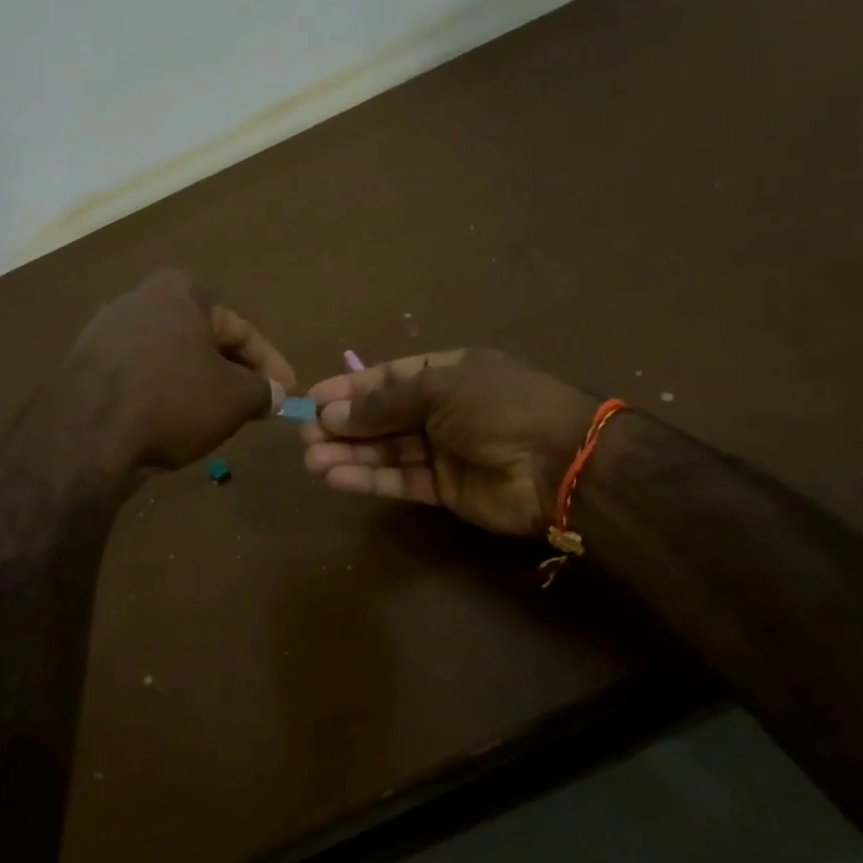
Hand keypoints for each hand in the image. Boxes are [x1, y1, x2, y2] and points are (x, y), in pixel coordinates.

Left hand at [30, 269, 294, 475]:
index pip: (240, 328)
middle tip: (255, 404)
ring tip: (218, 418)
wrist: (85, 436)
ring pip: (171, 359)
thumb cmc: (172, 401)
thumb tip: (274, 394)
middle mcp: (139, 299)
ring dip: (198, 385)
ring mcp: (105, 331)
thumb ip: (262, 390)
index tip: (288, 393)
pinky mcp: (84, 365)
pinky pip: (140, 376)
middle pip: (203, 340)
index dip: (271, 364)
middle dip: (233, 373)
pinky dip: (164, 395)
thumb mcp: (234, 398)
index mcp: (179, 291)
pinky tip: (173, 423)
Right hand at [301, 349, 598, 536]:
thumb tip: (332, 412)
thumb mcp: (438, 389)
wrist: (558, 463)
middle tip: (304, 435)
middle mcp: (443, 409)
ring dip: (348, 454)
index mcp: (448, 373)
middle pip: (383, 416)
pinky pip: (400, 480)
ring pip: (387, 452)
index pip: (389, 377)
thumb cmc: (498, 406)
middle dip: (343, 425)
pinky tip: (334, 477)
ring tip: (310, 460)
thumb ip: (383, 403)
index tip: (313, 399)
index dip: (351, 388)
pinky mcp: (445, 490)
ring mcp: (444, 451)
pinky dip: (368, 479)